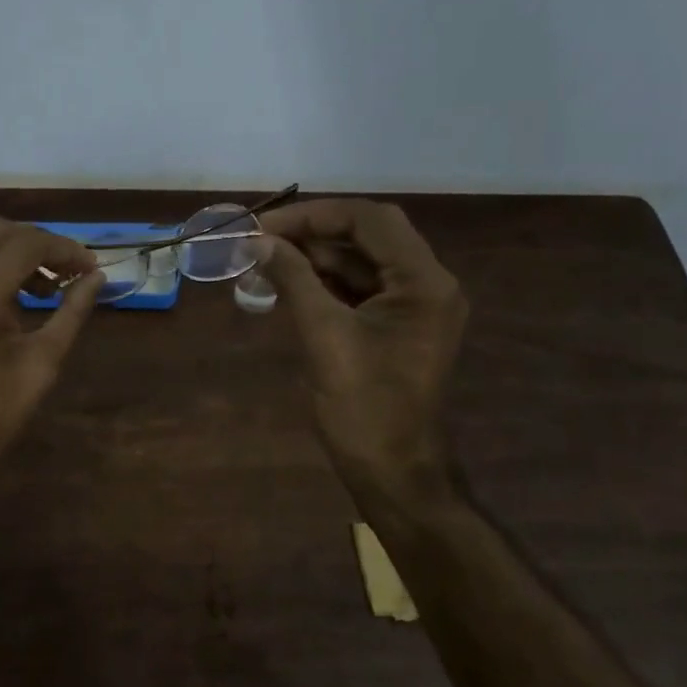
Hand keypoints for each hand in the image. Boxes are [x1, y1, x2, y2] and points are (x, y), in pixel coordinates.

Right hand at [255, 199, 468, 505]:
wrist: (393, 471)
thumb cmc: (364, 407)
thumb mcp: (324, 336)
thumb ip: (294, 279)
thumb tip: (259, 241)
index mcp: (424, 283)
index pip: (370, 221)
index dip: (314, 215)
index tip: (266, 226)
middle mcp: (427, 284)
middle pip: (368, 235)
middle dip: (314, 232)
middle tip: (263, 239)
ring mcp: (413, 306)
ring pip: (361, 261)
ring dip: (315, 256)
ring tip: (264, 258)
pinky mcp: (396, 325)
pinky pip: (359, 288)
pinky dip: (324, 282)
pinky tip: (286, 282)